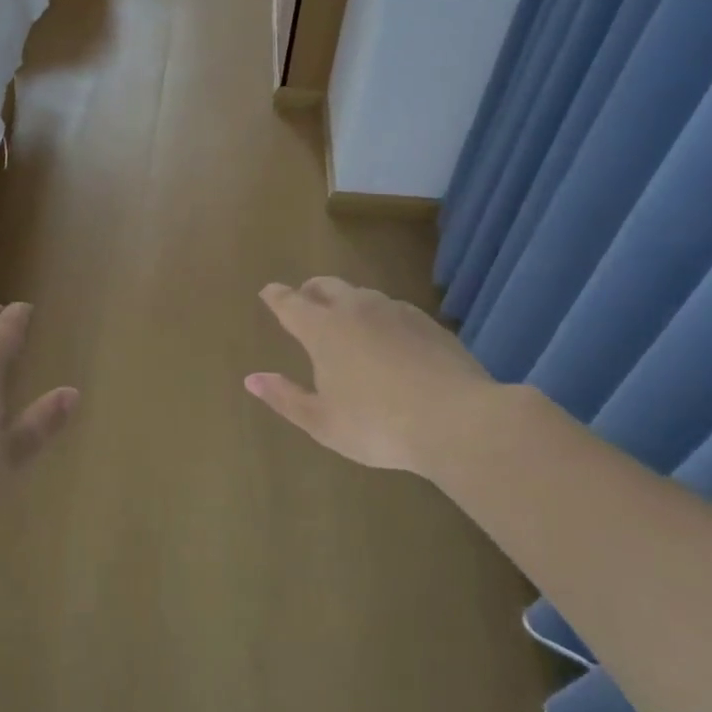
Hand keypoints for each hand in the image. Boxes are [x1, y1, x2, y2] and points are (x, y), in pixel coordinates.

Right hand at [245, 278, 495, 477]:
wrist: (459, 421)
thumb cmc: (378, 425)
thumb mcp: (322, 421)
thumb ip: (285, 397)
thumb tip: (252, 379)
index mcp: (323, 330)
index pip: (290, 303)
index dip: (276, 296)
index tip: (268, 291)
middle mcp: (356, 310)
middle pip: (326, 286)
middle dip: (310, 290)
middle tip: (304, 300)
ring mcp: (396, 312)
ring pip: (362, 295)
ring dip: (346, 301)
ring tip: (345, 320)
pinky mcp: (428, 323)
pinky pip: (392, 309)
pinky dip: (378, 316)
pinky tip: (387, 338)